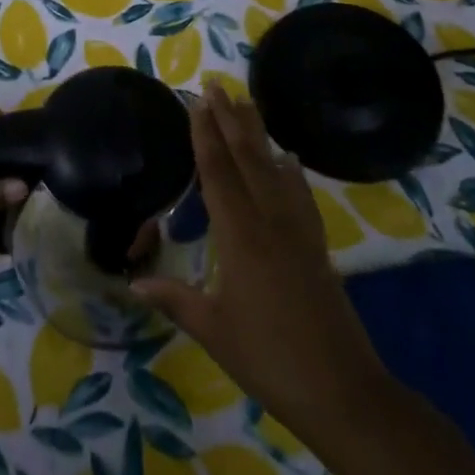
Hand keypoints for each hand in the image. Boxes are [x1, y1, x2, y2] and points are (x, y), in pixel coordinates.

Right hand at [134, 83, 383, 434]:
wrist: (341, 389)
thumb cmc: (268, 358)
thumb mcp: (213, 329)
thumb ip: (173, 298)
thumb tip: (133, 281)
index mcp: (240, 235)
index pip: (217, 173)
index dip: (205, 135)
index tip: (197, 102)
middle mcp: (269, 220)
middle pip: (247, 158)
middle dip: (230, 119)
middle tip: (216, 84)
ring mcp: (297, 230)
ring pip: (274, 168)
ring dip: (258, 134)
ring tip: (247, 103)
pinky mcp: (315, 245)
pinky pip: (300, 195)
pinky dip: (291, 171)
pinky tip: (288, 159)